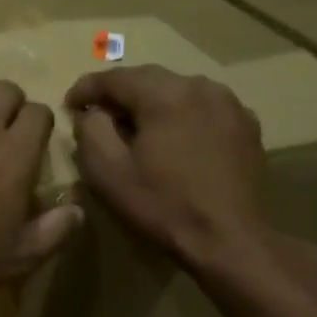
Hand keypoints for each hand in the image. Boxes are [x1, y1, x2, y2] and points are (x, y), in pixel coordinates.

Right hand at [66, 65, 276, 271]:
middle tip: (97, 114)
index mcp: (165, 94)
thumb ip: (91, 130)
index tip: (69, 104)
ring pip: (178, 90)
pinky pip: (202, 107)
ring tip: (134, 126)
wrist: (230, 239)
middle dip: (119, 93)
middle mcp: (201, 87)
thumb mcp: (107, 170)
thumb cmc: (162, 204)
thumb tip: (93, 112)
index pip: (115, 77)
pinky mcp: (246, 125)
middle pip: (149, 78)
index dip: (86, 88)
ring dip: (151, 102)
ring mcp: (230, 104)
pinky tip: (172, 139)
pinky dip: (180, 115)